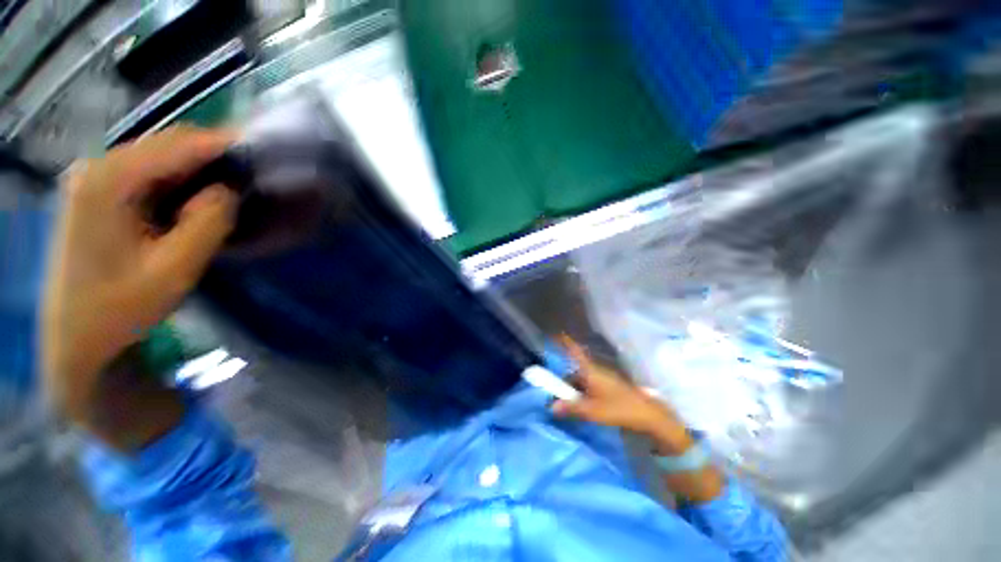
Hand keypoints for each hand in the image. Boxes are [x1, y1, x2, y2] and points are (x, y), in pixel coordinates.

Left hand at [42, 126, 238, 423]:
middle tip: (256, 168)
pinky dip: (181, 180)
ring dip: (199, 168)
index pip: (178, 144)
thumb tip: (230, 189)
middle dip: (214, 153)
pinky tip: (201, 195)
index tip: (265, 148)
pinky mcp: (99, 193)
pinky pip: (150, 174)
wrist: (77, 335)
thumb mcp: (175, 269)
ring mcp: (95, 179)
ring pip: (160, 157)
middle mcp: (98, 168)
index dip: (224, 143)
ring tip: (237, 181)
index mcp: (109, 181)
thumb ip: (208, 223)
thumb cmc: (122, 306)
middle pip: (167, 144)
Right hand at [551, 336, 693, 454]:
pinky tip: (584, 407)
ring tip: (570, 406)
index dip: (566, 342)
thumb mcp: (592, 410)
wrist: (648, 414)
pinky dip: (583, 394)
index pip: (575, 351)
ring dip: (574, 390)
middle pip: (575, 370)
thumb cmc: (618, 408)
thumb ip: (571, 408)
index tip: (556, 333)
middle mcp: (596, 370)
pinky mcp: (609, 387)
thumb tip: (550, 406)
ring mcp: (604, 378)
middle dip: (565, 382)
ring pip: (583, 380)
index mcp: (590, 370)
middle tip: (556, 396)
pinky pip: (590, 386)